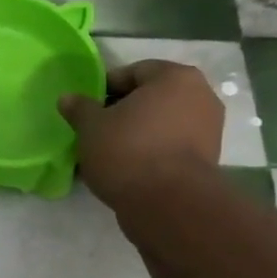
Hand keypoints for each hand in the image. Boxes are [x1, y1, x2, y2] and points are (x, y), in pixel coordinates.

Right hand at [59, 59, 222, 208]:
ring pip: (161, 124)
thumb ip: (80, 108)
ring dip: (136, 133)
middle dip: (122, 111)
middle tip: (95, 129)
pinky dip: (150, 153)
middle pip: (150, 98)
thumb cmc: (128, 150)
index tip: (86, 108)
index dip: (105, 88)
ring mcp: (208, 130)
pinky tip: (127, 168)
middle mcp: (200, 97)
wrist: (168, 205)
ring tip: (108, 152)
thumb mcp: (91, 127)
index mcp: (175, 77)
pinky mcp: (206, 161)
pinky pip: (170, 147)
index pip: (133, 72)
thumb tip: (68, 99)